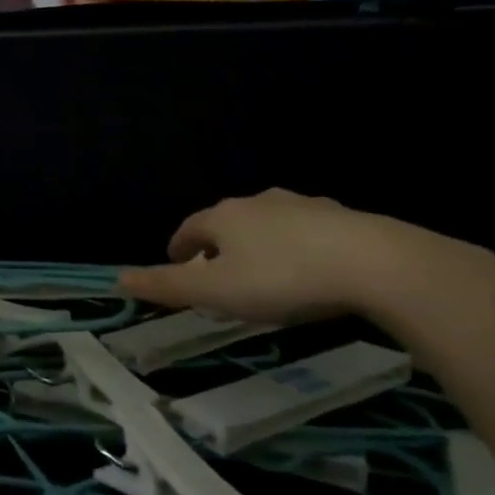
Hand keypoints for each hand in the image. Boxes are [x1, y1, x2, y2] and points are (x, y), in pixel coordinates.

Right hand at [118, 189, 489, 325]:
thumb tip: (119, 278)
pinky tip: (309, 266)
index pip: (189, 228)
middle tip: (216, 273)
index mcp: (223, 217)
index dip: (178, 247)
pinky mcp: (342, 217)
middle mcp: (258, 202)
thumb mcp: (215, 292)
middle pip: (227, 221)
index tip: (175, 265)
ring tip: (261, 271)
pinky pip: (306, 230)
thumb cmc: (282, 278)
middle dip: (217, 245)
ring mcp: (303, 205)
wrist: (375, 263)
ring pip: (267, 223)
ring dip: (257, 243)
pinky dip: (296, 245)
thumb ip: (166, 286)